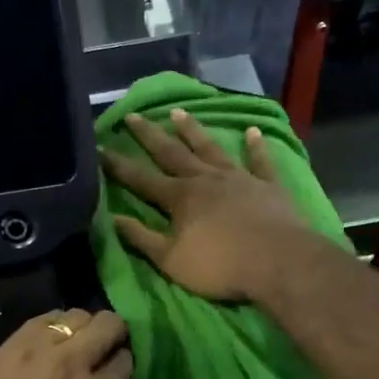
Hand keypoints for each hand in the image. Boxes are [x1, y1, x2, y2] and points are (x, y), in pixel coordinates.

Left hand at [0, 309, 133, 378]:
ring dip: (83, 328)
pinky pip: (42, 320)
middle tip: (106, 349)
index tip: (117, 376)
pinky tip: (49, 341)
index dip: (125, 366)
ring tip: (76, 344)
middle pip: (108, 324)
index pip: (126, 361)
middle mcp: (73, 362)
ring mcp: (38, 348)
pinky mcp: (9, 345)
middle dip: (114, 335)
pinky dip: (53, 327)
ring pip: (77, 315)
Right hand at [101, 110, 314, 302]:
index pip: (141, 179)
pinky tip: (252, 131)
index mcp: (180, 198)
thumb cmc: (220, 266)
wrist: (278, 262)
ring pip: (211, 149)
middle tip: (133, 115)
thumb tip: (113, 219)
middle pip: (172, 153)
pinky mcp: (268, 186)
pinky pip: (260, 161)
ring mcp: (239, 179)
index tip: (100, 148)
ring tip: (179, 112)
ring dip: (194, 131)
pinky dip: (256, 146)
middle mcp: (205, 179)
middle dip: (150, 135)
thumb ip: (142, 238)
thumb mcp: (171, 260)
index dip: (118, 165)